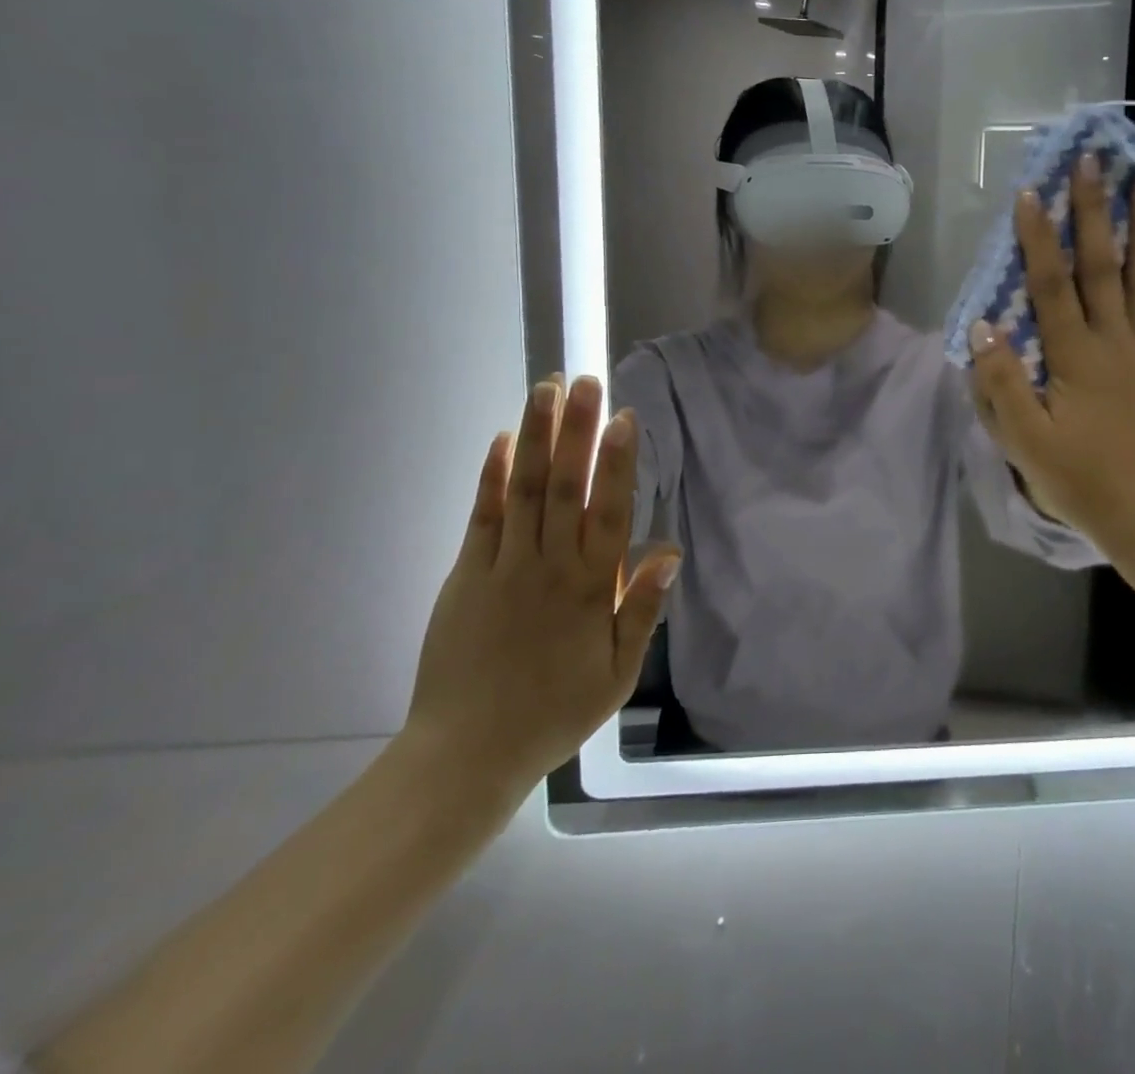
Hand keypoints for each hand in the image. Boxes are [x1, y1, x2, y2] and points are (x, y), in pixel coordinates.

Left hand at [404, 375, 679, 798]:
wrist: (466, 754)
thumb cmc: (554, 713)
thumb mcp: (616, 674)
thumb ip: (641, 610)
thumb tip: (668, 551)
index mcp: (589, 589)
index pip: (608, 512)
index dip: (618, 463)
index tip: (623, 418)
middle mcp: (548, 566)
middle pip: (564, 487)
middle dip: (575, 430)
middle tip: (583, 381)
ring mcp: (502, 567)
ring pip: (523, 490)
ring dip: (535, 436)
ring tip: (544, 390)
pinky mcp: (466, 575)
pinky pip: (482, 516)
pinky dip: (492, 476)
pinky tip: (502, 440)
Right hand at [969, 156, 1134, 556]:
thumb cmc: (1080, 480)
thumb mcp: (1025, 442)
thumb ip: (1002, 383)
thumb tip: (983, 325)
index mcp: (1074, 358)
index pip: (1051, 286)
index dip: (1039, 239)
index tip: (1032, 194)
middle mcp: (1117, 341)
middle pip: (1103, 266)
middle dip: (1095, 211)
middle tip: (1093, 162)